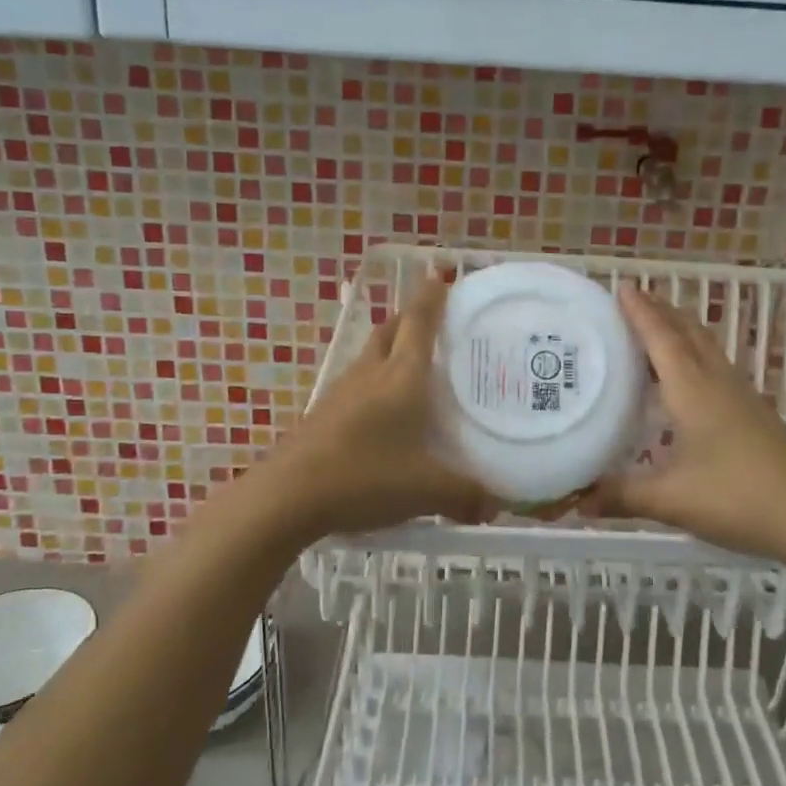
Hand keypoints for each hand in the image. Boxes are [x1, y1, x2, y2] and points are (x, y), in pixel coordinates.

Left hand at [260, 273, 497, 537]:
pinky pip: (355, 384)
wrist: (288, 496)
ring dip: (390, 350)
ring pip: (369, 355)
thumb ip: (465, 495)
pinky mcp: (323, 414)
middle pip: (390, 330)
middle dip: (410, 319)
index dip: (431, 297)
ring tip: (412, 368)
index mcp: (402, 377)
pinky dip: (373, 383)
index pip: (419, 323)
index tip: (440, 277)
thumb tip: (497, 508)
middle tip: (433, 325)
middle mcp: (370, 373)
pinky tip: (383, 413)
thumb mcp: (426, 490)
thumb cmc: (365, 477)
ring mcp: (341, 392)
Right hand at [582, 285, 785, 564]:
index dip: (641, 312)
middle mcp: (719, 383)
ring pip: (708, 348)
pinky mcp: (757, 415)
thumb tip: (576, 500)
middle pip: (689, 333)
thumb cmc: (739, 498)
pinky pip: (718, 369)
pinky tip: (689, 381)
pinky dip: (696, 357)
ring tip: (657, 329)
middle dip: (662, 311)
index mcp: (694, 390)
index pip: (662, 338)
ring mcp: (743, 397)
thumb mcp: (672, 500)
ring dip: (682, 331)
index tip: (622, 286)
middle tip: (634, 300)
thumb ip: (622, 496)